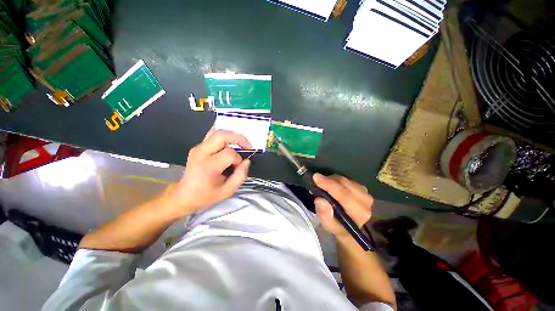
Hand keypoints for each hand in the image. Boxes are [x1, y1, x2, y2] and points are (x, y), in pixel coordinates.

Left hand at [164, 128, 251, 216]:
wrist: (184, 195)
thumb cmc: (206, 195)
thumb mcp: (227, 191)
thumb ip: (240, 176)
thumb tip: (247, 161)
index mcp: (208, 166)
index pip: (229, 153)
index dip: (238, 159)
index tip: (238, 167)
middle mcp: (201, 153)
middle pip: (222, 135)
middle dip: (238, 138)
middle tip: (247, 147)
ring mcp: (198, 147)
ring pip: (218, 132)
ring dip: (232, 136)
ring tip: (240, 144)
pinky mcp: (198, 146)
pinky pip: (212, 134)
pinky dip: (223, 134)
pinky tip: (230, 139)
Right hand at [313, 174, 372, 238]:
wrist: (352, 227)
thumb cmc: (339, 227)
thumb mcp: (329, 226)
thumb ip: (324, 215)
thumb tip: (320, 200)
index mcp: (359, 212)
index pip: (344, 195)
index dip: (329, 185)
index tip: (316, 177)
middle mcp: (365, 201)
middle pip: (344, 184)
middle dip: (328, 180)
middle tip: (315, 181)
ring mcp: (365, 192)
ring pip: (344, 180)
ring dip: (331, 180)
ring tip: (322, 185)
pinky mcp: (362, 188)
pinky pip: (346, 179)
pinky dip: (336, 180)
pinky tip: (330, 184)